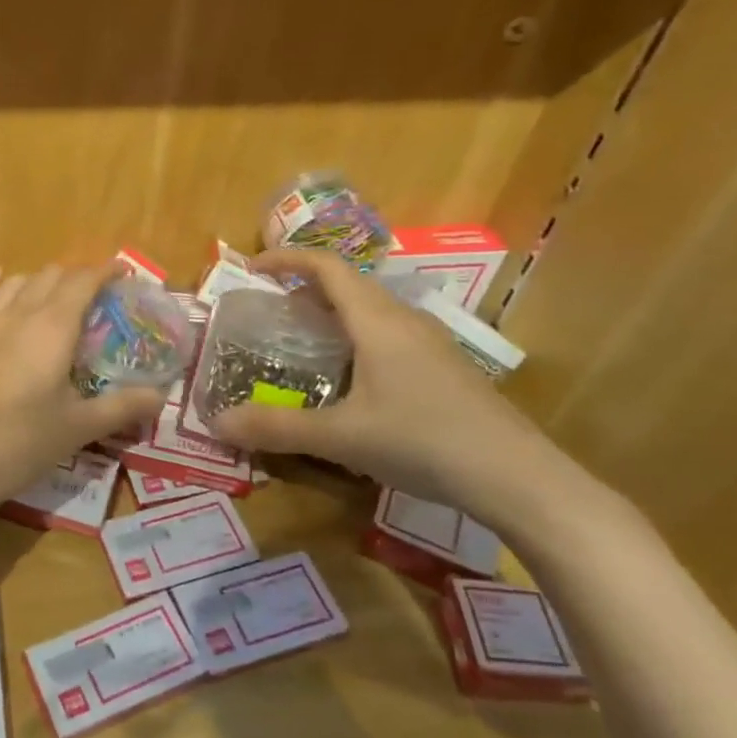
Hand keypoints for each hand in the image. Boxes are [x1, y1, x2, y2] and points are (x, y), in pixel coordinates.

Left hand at [0, 265, 165, 505]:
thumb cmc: (22, 442)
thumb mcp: (80, 427)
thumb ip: (123, 407)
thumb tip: (161, 397)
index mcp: (54, 328)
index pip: (83, 282)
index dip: (105, 272)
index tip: (123, 273)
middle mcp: (18, 315)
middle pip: (50, 277)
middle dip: (76, 277)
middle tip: (96, 296)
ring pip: (16, 284)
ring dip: (39, 280)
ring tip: (56, 292)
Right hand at [211, 249, 573, 531]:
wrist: (519, 478)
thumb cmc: (423, 442)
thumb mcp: (341, 438)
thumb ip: (277, 428)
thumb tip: (217, 423)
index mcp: (378, 321)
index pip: (327, 266)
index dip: (288, 259)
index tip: (253, 268)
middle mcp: (406, 321)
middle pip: (350, 285)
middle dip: (305, 288)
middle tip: (270, 310)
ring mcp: (432, 344)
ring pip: (373, 311)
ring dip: (334, 314)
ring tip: (303, 342)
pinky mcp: (446, 369)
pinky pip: (390, 335)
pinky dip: (357, 338)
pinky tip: (351, 380)